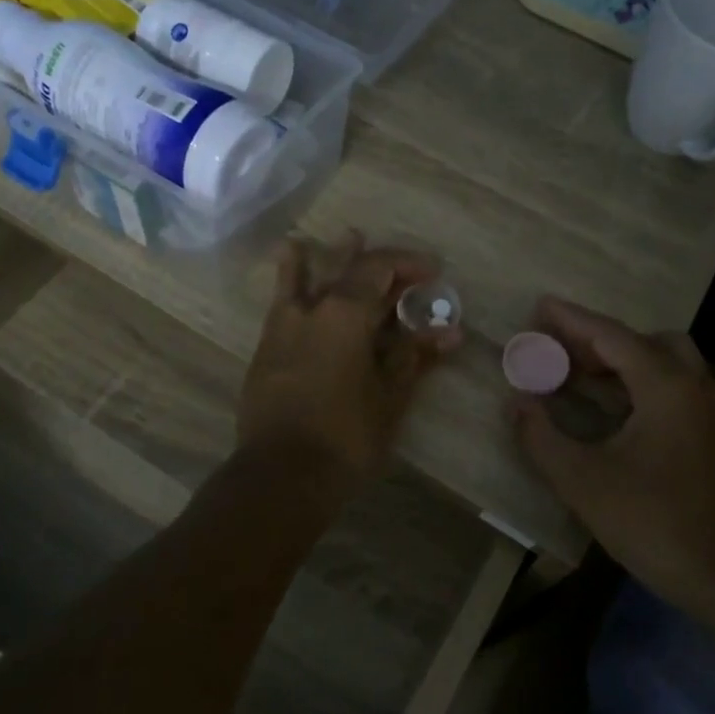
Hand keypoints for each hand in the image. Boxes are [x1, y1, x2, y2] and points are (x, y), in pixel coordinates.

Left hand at [239, 232, 460, 488]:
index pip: (379, 269)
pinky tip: (289, 265)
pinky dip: (289, 281)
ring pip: (303, 279)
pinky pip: (281, 303)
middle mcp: (309, 310)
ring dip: (323, 259)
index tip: (433, 272)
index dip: (408, 264)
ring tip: (335, 238)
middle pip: (345, 271)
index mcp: (344, 314)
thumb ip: (415, 357)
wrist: (281, 475)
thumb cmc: (346, 437)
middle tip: (401, 268)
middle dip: (377, 266)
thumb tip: (450, 331)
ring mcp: (281, 328)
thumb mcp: (390, 397)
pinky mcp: (265, 350)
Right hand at [510, 297, 714, 617]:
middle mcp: (695, 387)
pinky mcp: (714, 436)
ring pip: (666, 364)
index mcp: (666, 387)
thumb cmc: (651, 522)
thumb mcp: (581, 480)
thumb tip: (516, 402)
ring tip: (578, 376)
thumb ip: (541, 436)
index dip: (572, 320)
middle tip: (560, 350)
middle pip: (646, 341)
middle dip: (601, 340)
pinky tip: (612, 409)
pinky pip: (675, 388)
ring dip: (622, 362)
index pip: (612, 337)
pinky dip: (641, 384)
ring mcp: (711, 412)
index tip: (541, 305)